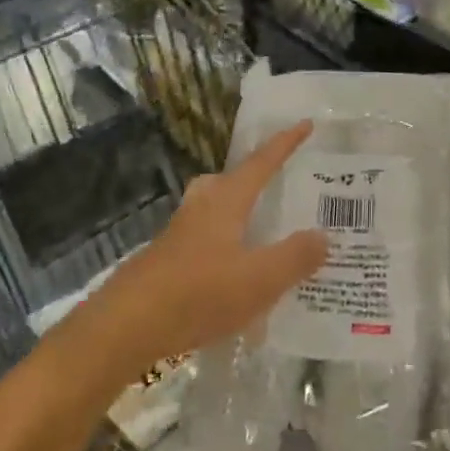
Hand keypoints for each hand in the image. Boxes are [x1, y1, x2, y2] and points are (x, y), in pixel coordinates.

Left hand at [84, 121, 328, 373]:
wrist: (126, 327)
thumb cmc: (199, 293)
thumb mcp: (260, 279)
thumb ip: (295, 257)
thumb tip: (323, 235)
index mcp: (226, 202)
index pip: (261, 163)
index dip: (285, 144)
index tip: (305, 123)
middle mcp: (199, 210)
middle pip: (226, 182)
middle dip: (249, 179)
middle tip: (273, 188)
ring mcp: (177, 237)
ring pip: (211, 213)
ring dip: (235, 217)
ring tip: (259, 237)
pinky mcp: (165, 265)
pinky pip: (203, 244)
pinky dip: (223, 250)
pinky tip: (233, 281)